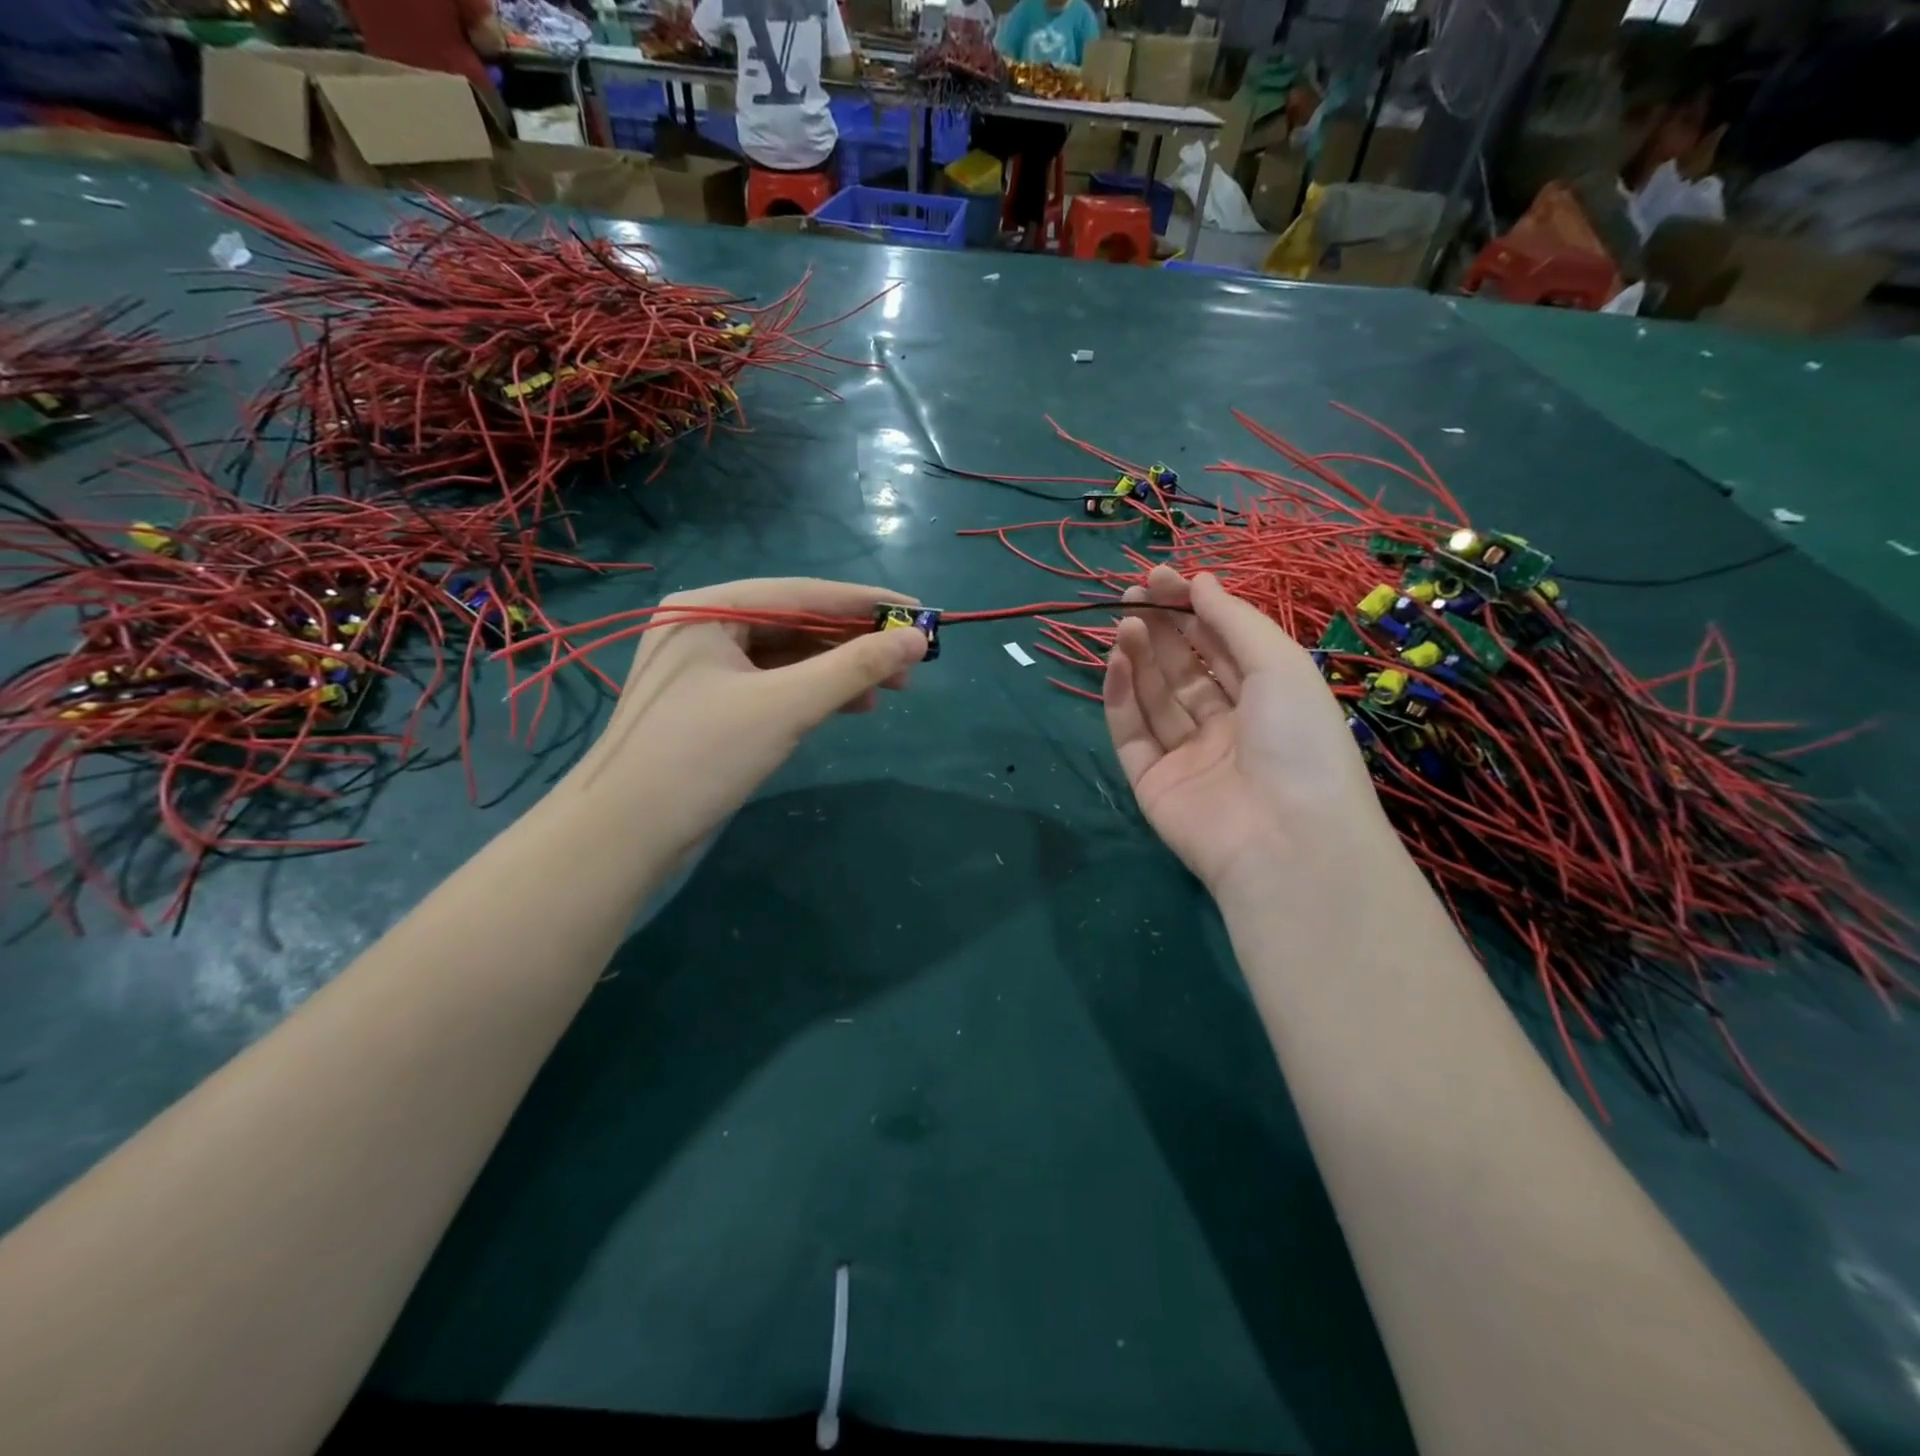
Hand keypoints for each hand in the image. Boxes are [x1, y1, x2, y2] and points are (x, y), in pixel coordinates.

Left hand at [566, 577, 925, 864]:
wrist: (625, 836)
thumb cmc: (702, 756)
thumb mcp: (786, 706)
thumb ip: (854, 668)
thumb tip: (917, 638)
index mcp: (708, 609)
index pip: (802, 593)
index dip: (866, 603)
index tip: (920, 612)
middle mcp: (704, 628)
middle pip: (797, 624)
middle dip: (855, 644)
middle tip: (911, 663)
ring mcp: (705, 669)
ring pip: (789, 657)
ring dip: (840, 671)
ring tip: (890, 689)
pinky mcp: (712, 705)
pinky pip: (775, 685)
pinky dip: (814, 694)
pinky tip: (850, 707)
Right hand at [1104, 566, 1391, 893]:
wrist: (1285, 839)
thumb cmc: (1298, 741)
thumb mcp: (1279, 665)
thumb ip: (1234, 621)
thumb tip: (1199, 581)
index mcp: (1266, 702)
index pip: (1221, 648)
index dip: (1194, 611)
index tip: (1162, 578)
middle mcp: (1225, 728)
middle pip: (1184, 669)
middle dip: (1162, 628)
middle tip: (1134, 593)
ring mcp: (1186, 757)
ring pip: (1155, 698)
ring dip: (1139, 656)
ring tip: (1125, 621)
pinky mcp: (1151, 782)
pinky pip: (1132, 733)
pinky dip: (1120, 696)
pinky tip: (1117, 659)